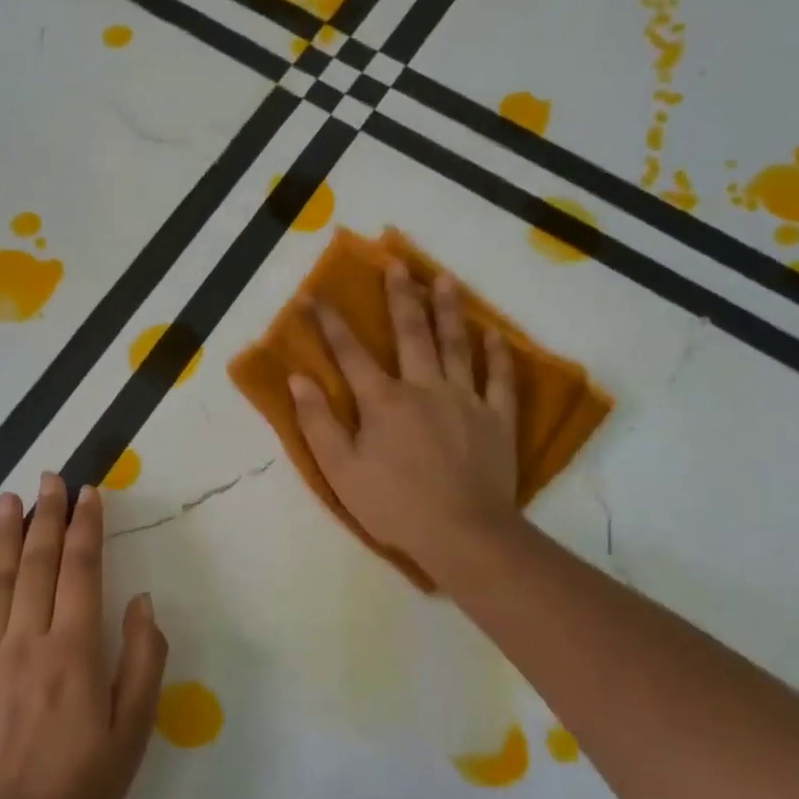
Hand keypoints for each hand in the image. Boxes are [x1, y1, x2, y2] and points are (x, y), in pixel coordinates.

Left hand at [0, 473, 167, 798]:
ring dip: (3, 537)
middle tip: (50, 478)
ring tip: (8, 499)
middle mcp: (28, 642)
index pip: (81, 570)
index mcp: (74, 650)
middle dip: (46, 517)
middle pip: (36, 565)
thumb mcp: (135, 729)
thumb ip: (143, 659)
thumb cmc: (83, 786)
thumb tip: (139, 602)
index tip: (89, 492)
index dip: (86, 527)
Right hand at [289, 262, 520, 577]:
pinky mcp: (497, 419)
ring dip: (449, 310)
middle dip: (400, 296)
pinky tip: (495, 334)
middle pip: (411, 333)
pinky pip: (500, 379)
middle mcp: (424, 387)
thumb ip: (318, 422)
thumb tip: (298, 378)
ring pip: (457, 345)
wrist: (463, 534)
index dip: (330, 323)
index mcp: (383, 401)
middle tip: (397, 264)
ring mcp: (466, 400)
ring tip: (445, 279)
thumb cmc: (394, 505)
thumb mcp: (340, 470)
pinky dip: (498, 355)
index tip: (315, 295)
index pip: (350, 353)